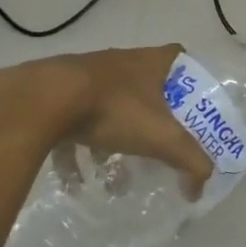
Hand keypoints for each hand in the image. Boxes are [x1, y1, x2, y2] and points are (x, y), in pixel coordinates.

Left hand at [0, 46, 213, 200]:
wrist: (45, 100)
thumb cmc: (114, 108)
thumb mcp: (161, 137)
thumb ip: (189, 160)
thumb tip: (200, 188)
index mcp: (151, 62)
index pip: (180, 58)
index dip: (189, 80)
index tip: (191, 107)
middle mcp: (121, 62)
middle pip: (144, 88)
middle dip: (150, 120)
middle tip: (154, 147)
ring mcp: (86, 76)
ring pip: (108, 107)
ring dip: (112, 140)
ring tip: (111, 175)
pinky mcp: (56, 94)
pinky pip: (73, 124)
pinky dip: (76, 152)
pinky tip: (75, 182)